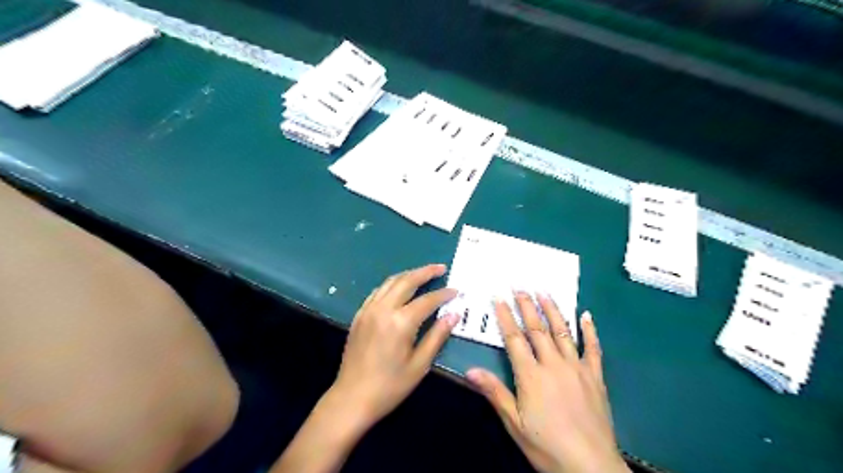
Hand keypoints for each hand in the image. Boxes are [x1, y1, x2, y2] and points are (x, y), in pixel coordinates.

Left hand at [330, 263, 459, 429]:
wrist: (352, 398)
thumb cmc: (390, 386)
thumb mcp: (419, 364)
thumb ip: (437, 336)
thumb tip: (454, 315)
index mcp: (400, 322)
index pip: (427, 300)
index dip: (443, 294)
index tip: (456, 291)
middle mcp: (383, 309)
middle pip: (407, 281)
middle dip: (425, 272)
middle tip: (441, 268)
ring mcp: (368, 310)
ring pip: (390, 282)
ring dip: (408, 275)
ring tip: (423, 273)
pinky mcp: (359, 315)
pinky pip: (378, 291)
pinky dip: (392, 284)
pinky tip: (399, 287)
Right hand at [467, 292, 625, 471]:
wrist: (591, 466)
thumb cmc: (547, 446)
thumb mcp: (515, 424)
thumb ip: (495, 392)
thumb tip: (471, 370)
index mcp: (532, 375)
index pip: (515, 339)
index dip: (505, 317)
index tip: (499, 298)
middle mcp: (554, 364)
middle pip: (538, 329)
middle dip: (527, 306)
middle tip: (520, 287)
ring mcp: (577, 368)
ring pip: (563, 332)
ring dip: (553, 310)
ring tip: (544, 292)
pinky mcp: (596, 376)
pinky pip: (593, 348)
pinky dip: (590, 330)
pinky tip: (586, 315)